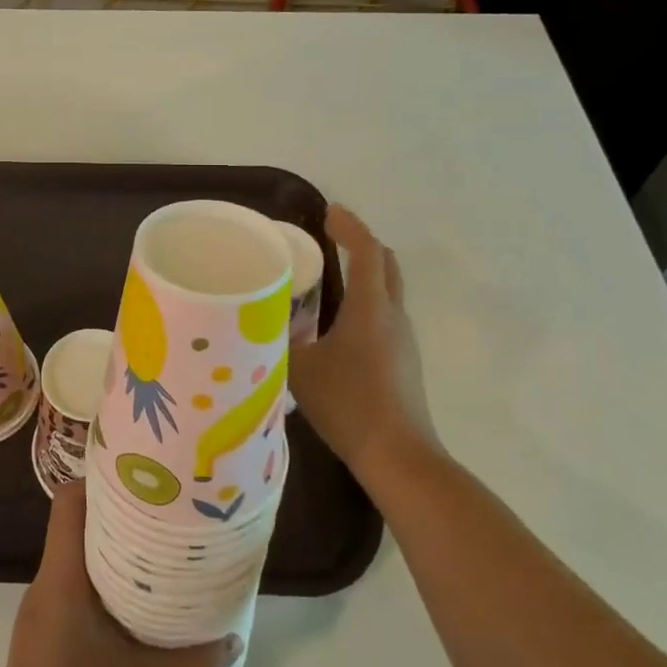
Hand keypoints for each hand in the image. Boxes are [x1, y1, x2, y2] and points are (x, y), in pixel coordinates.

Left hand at [0, 484, 240, 666]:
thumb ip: (193, 664)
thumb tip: (236, 639)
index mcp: (61, 578)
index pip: (68, 503)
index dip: (99, 480)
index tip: (140, 478)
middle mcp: (48, 584)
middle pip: (77, 526)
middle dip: (119, 514)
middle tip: (165, 512)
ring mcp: (44, 612)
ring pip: (78, 560)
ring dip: (114, 552)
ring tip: (160, 553)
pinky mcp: (47, 637)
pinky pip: (77, 591)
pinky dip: (106, 585)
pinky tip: (140, 606)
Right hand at [289, 205, 437, 479]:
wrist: (398, 455)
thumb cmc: (348, 404)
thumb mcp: (300, 369)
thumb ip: (279, 340)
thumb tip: (261, 320)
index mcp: (371, 308)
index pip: (366, 251)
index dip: (349, 226)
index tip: (330, 211)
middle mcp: (393, 315)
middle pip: (385, 264)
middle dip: (361, 244)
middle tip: (330, 238)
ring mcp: (404, 339)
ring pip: (388, 290)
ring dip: (364, 273)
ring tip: (329, 277)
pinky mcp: (405, 360)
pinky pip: (385, 314)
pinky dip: (366, 301)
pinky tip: (339, 323)